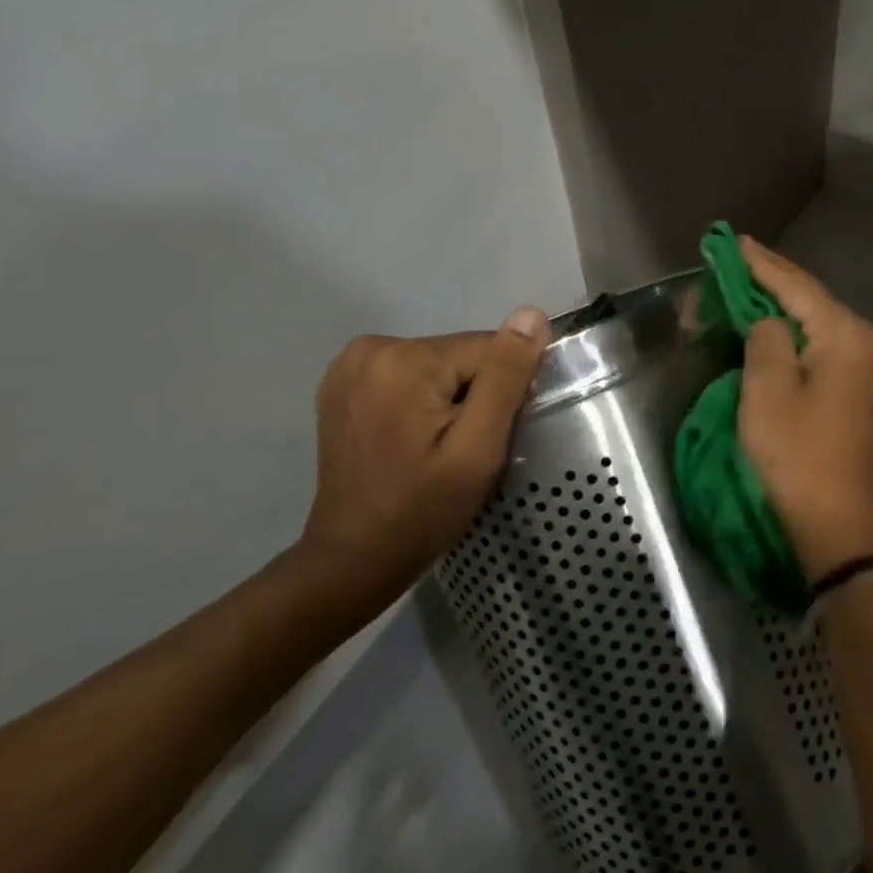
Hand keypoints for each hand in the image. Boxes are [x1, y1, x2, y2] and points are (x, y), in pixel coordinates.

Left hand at [300, 308, 549, 594]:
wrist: (354, 558)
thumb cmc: (423, 510)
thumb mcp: (478, 449)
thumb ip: (506, 377)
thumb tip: (530, 314)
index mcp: (404, 359)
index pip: (488, 350)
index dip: (501, 394)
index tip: (487, 437)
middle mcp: (371, 347)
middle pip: (460, 355)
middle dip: (473, 395)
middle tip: (462, 449)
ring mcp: (350, 363)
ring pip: (438, 364)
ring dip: (449, 398)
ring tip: (436, 447)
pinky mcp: (342, 381)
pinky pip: (408, 374)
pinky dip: (420, 399)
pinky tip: (411, 437)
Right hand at [737, 238, 872, 580]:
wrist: (838, 525)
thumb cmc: (798, 455)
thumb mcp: (768, 391)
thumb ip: (766, 338)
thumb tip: (768, 321)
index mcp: (844, 335)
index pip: (795, 285)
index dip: (759, 263)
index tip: (730, 241)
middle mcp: (862, 343)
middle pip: (809, 298)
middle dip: (767, 280)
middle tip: (729, 261)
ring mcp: (862, 369)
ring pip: (813, 321)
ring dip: (777, 305)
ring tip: (742, 286)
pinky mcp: (854, 393)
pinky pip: (817, 345)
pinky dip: (789, 332)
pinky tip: (768, 327)